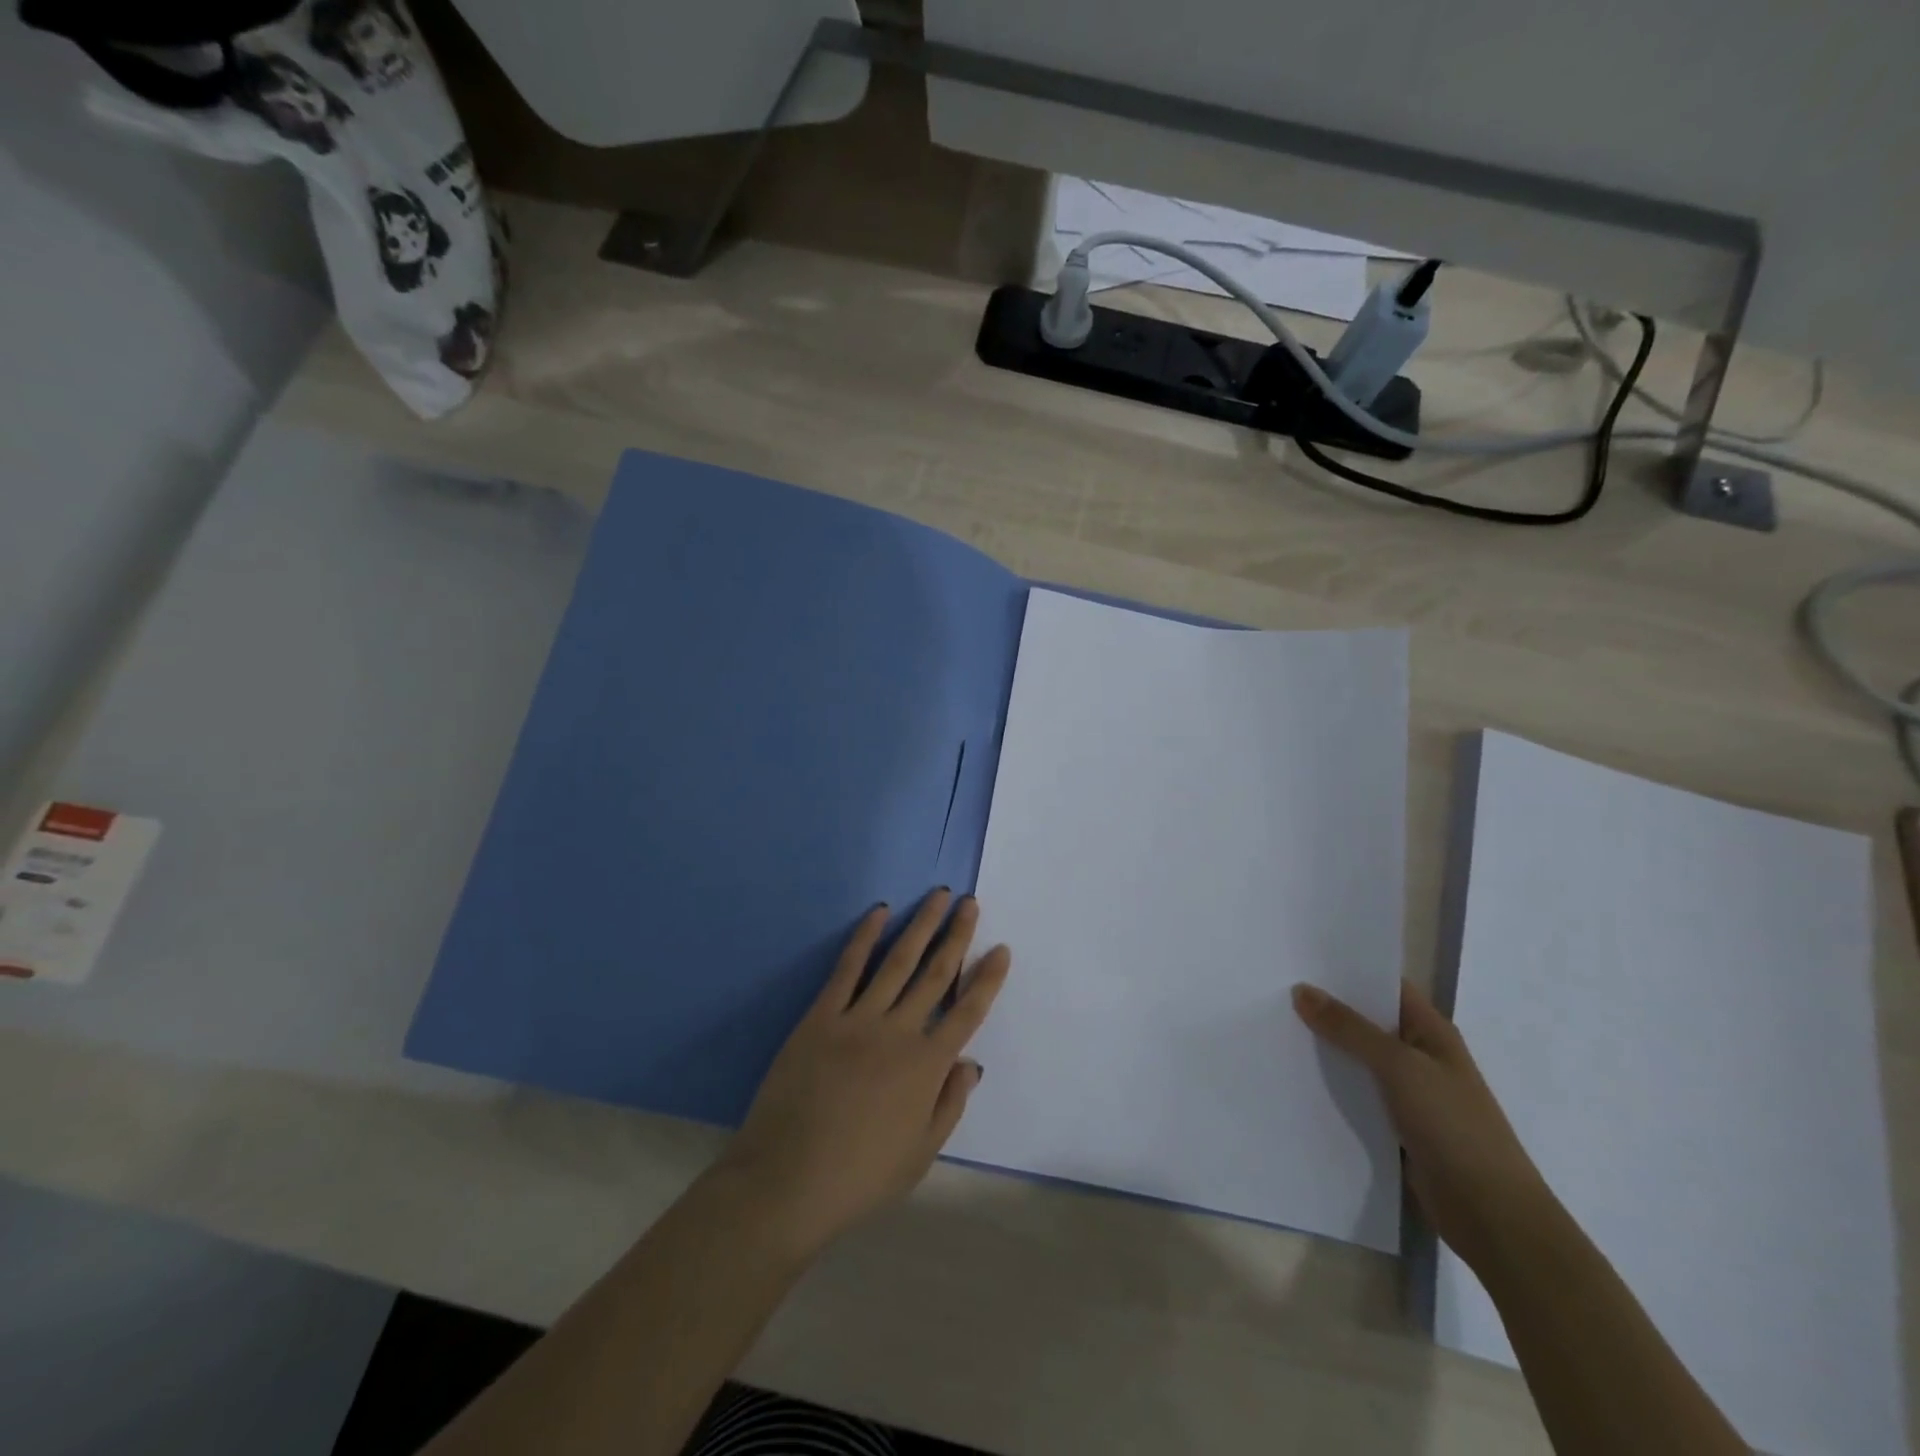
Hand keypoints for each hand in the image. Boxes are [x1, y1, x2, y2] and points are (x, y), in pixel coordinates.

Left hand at [718, 890, 1011, 1256]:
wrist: (787, 1181)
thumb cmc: (859, 1177)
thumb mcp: (920, 1154)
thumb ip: (949, 1104)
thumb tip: (970, 1063)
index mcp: (927, 1068)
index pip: (967, 1013)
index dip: (986, 979)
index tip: (1001, 949)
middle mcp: (899, 1033)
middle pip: (935, 974)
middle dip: (956, 936)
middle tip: (970, 903)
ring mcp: (858, 1020)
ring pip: (897, 961)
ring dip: (920, 925)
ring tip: (938, 896)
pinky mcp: (821, 1016)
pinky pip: (847, 969)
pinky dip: (865, 937)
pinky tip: (879, 912)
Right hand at [1292, 980, 1555, 1271]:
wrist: (1492, 1215)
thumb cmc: (1454, 1127)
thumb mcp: (1400, 1067)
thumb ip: (1350, 1028)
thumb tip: (1302, 990)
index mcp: (1431, 1031)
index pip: (1384, 986)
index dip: (1346, 971)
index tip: (1298, 959)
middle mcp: (1419, 1055)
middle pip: (1366, 1021)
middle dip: (1325, 1008)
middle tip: (1272, 990)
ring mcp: (1408, 1093)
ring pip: (1356, 1059)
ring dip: (1323, 1048)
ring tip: (1272, 1027)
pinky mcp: (1395, 1127)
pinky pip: (1355, 1095)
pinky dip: (1330, 1086)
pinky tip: (1294, 1078)